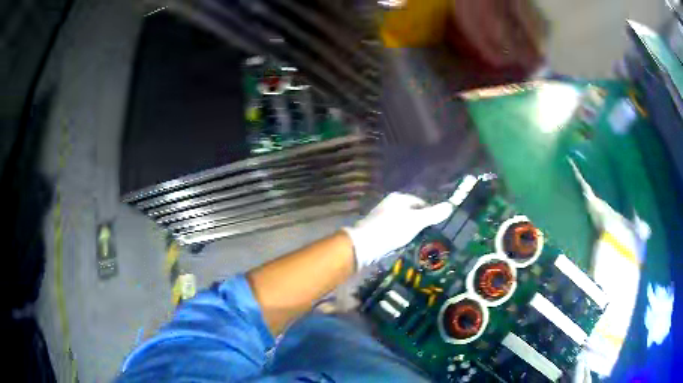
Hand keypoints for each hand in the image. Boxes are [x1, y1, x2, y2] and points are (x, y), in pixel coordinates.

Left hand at [343, 192, 453, 268]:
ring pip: (403, 222)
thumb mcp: (416, 221)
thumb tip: (451, 206)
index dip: (430, 212)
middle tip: (429, 235)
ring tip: (418, 242)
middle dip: (420, 223)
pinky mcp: (377, 230)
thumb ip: (433, 214)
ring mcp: (382, 217)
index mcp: (398, 198)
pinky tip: (403, 245)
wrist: (364, 245)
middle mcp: (389, 204)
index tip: (437, 225)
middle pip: (411, 212)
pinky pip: (394, 231)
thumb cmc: (392, 229)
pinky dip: (401, 237)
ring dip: (410, 231)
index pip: (420, 202)